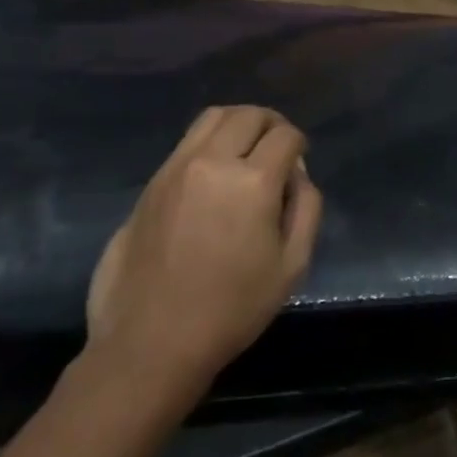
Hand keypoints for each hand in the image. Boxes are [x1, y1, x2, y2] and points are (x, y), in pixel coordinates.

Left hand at [86, 106, 322, 389]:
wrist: (151, 342)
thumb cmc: (232, 309)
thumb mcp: (292, 266)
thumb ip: (306, 209)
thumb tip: (297, 175)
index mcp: (253, 182)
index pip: (285, 135)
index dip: (299, 144)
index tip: (300, 162)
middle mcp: (212, 162)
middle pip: (249, 115)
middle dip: (272, 124)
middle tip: (279, 148)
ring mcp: (176, 169)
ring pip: (213, 117)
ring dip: (238, 123)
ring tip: (247, 148)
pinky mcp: (151, 183)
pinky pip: (187, 142)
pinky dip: (210, 141)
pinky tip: (215, 172)